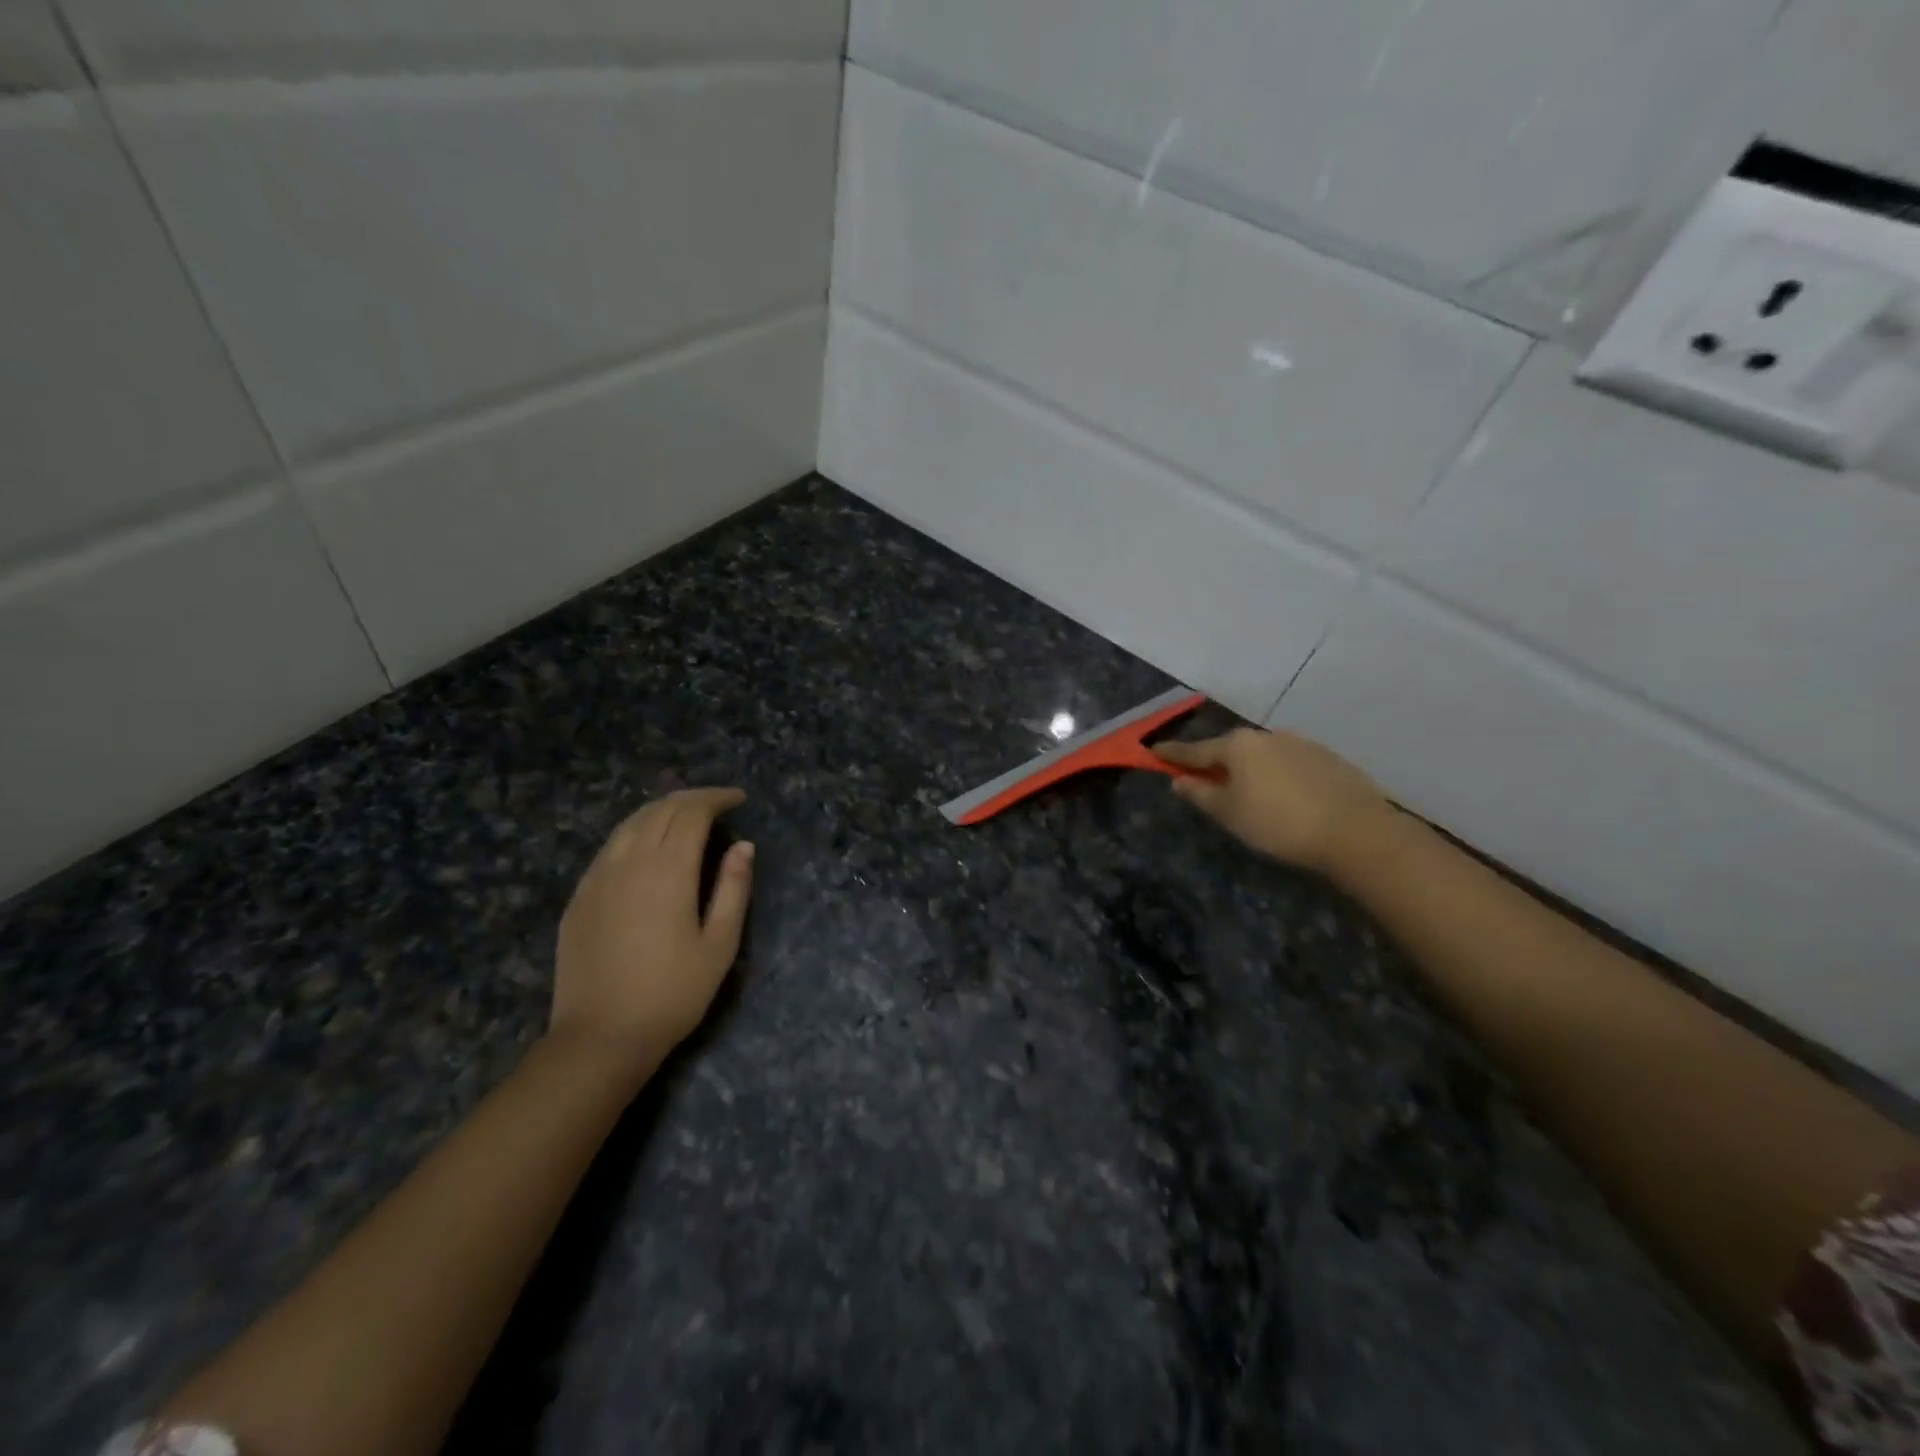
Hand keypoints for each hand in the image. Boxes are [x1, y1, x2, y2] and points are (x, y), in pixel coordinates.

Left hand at [551, 788, 753, 1070]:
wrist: (600, 1037)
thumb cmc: (672, 994)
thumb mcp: (719, 945)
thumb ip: (733, 889)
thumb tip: (743, 846)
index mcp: (667, 871)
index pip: (691, 813)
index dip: (716, 799)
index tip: (738, 799)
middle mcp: (629, 862)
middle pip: (659, 809)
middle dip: (691, 798)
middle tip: (717, 802)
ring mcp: (597, 878)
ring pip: (630, 824)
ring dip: (661, 810)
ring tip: (686, 816)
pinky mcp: (580, 896)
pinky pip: (610, 847)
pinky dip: (636, 832)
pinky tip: (648, 847)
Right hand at [1156, 729, 1390, 872]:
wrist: (1355, 831)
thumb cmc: (1278, 823)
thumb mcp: (1229, 813)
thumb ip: (1200, 794)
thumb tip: (1179, 780)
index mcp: (1237, 746)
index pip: (1195, 750)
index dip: (1173, 754)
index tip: (1154, 750)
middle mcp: (1267, 736)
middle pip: (1231, 749)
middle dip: (1216, 762)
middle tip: (1204, 778)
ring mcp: (1301, 744)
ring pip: (1263, 755)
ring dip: (1250, 769)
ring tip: (1248, 791)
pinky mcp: (1329, 758)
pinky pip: (1291, 763)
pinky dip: (1279, 775)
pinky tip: (1285, 796)